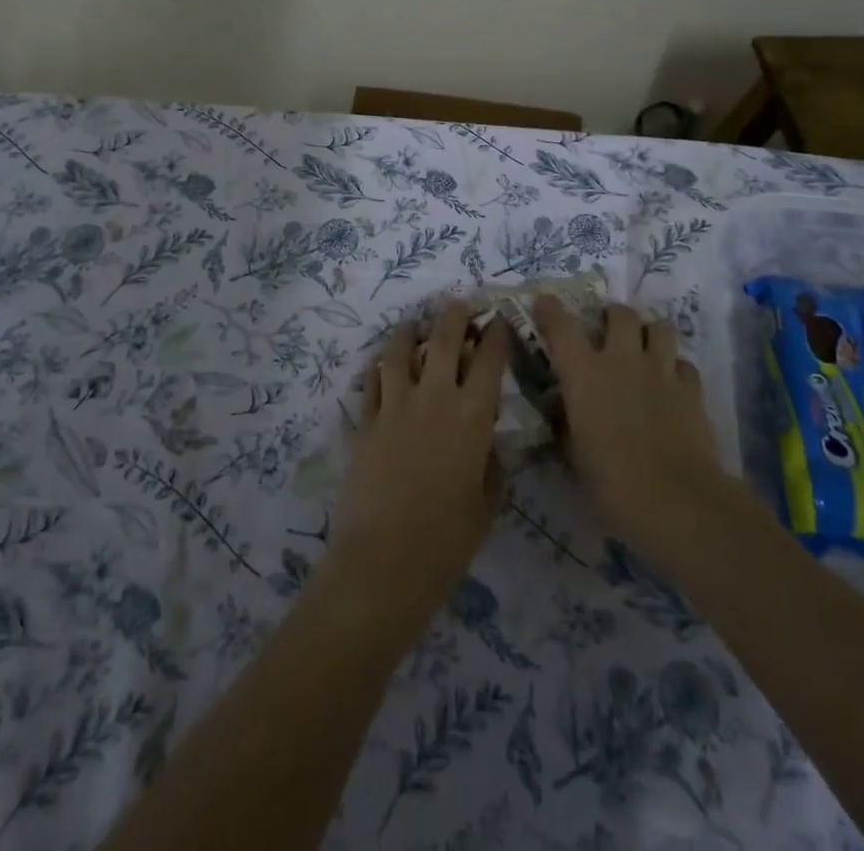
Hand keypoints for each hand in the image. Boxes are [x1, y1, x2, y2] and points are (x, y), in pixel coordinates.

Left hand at [328, 303, 507, 626]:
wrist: (386, 558)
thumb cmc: (448, 539)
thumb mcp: (487, 504)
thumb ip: (491, 464)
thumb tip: (486, 441)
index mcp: (473, 417)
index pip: (490, 361)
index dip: (496, 336)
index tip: (498, 322)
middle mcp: (435, 398)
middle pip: (445, 341)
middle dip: (455, 316)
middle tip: (458, 305)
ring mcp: (395, 405)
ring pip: (401, 352)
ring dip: (409, 332)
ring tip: (413, 325)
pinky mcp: (366, 420)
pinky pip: (372, 381)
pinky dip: (379, 368)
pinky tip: (383, 365)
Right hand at [534, 297, 723, 572]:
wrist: (677, 500)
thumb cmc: (611, 482)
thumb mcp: (574, 455)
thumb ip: (567, 426)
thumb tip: (563, 415)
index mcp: (584, 373)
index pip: (561, 326)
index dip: (550, 310)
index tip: (544, 302)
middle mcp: (622, 360)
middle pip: (620, 313)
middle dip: (612, 317)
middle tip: (607, 332)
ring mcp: (661, 371)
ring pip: (660, 327)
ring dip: (649, 333)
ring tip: (644, 349)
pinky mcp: (693, 390)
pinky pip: (684, 364)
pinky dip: (675, 368)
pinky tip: (671, 385)